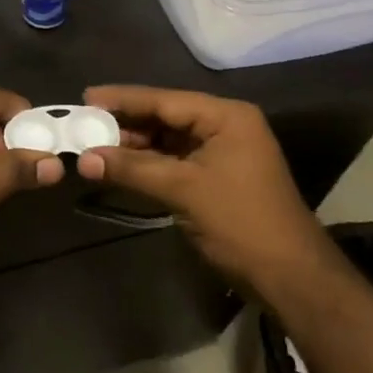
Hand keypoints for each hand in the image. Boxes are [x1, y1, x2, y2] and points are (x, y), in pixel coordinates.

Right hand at [75, 85, 329, 298]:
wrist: (289, 275)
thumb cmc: (240, 222)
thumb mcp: (183, 190)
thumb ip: (132, 169)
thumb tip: (84, 159)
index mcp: (225, 116)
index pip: (164, 100)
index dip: (123, 99)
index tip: (86, 97)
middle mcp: (225, 125)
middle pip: (165, 116)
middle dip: (125, 124)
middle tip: (83, 125)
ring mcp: (222, 151)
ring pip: (167, 139)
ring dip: (133, 145)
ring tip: (93, 146)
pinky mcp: (216, 175)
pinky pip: (174, 159)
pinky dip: (148, 163)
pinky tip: (118, 166)